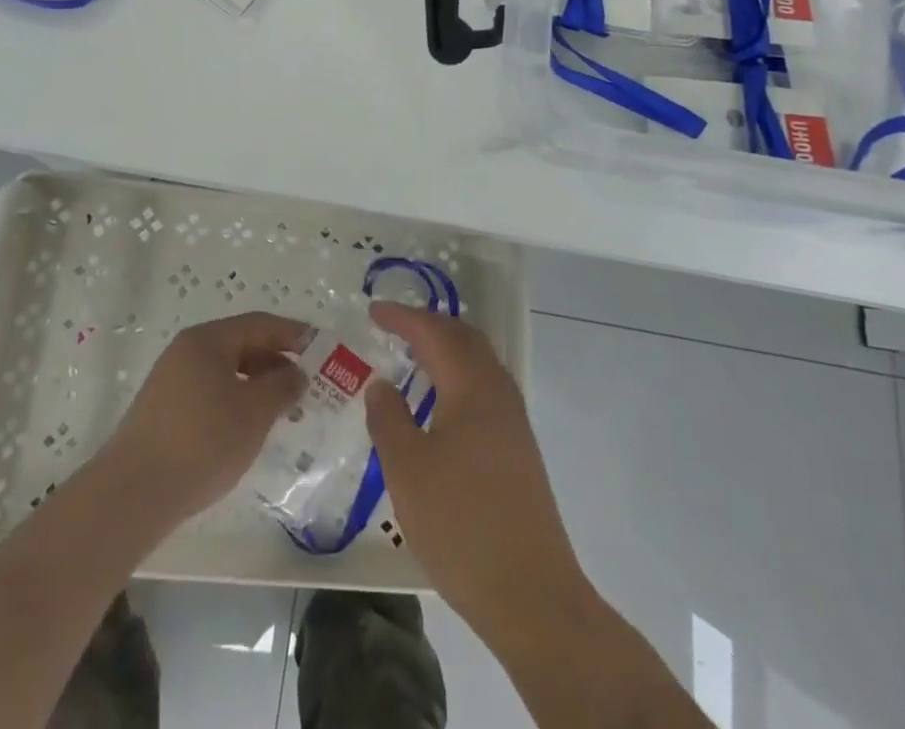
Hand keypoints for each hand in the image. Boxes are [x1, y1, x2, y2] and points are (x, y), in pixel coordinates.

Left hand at [96, 311, 311, 526]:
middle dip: (277, 363)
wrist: (132, 493)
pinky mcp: (163, 411)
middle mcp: (187, 351)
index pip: (260, 324)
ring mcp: (171, 381)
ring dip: (258, 386)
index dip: (294, 334)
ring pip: (226, 372)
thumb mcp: (254, 412)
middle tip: (308, 386)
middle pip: (242, 345)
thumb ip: (283, 387)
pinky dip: (236, 402)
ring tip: (284, 412)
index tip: (322, 350)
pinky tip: (248, 430)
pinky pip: (210, 393)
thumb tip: (297, 373)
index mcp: (208, 339)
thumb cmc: (202, 441)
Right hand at [365, 302, 592, 641]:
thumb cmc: (460, 524)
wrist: (531, 595)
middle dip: (429, 325)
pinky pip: (485, 389)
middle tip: (394, 327)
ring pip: (479, 364)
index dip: (403, 317)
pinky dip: (459, 377)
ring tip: (414, 358)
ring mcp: (514, 423)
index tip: (373, 309)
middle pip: (465, 339)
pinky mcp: (519, 451)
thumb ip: (388, 418)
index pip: (434, 333)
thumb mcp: (407, 469)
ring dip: (447, 350)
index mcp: (471, 387)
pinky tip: (441, 405)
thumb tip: (382, 384)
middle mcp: (498, 393)